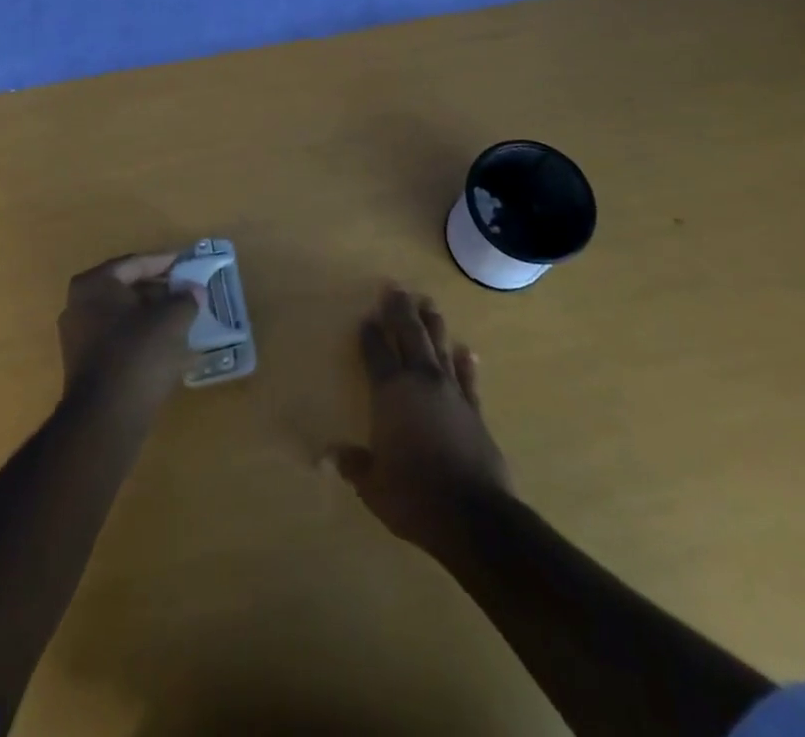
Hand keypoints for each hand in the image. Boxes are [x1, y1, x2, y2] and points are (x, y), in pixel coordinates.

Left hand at [57, 252, 198, 411]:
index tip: (187, 264)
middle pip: (127, 289)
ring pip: (123, 316)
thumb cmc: (138, 355)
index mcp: (94, 284)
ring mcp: (78, 337)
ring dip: (152, 316)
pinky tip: (167, 346)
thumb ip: (185, 300)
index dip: (165, 262)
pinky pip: (118, 339)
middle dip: (159, 291)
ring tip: (182, 318)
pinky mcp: (84, 365)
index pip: (135, 264)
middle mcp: (78, 305)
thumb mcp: (171, 320)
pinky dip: (142, 337)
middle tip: (187, 292)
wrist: (106, 419)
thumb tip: (194, 291)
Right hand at [334, 286, 509, 548]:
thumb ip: (353, 464)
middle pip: (409, 335)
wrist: (474, 516)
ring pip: (439, 346)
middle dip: (400, 310)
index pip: (376, 352)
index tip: (367, 316)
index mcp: (390, 393)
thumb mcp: (373, 485)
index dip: (370, 333)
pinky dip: (465, 363)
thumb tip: (330, 454)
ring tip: (428, 302)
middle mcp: (420, 382)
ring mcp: (451, 392)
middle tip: (395, 288)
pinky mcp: (475, 410)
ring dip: (432, 323)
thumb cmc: (413, 495)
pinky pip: (467, 378)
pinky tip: (466, 351)